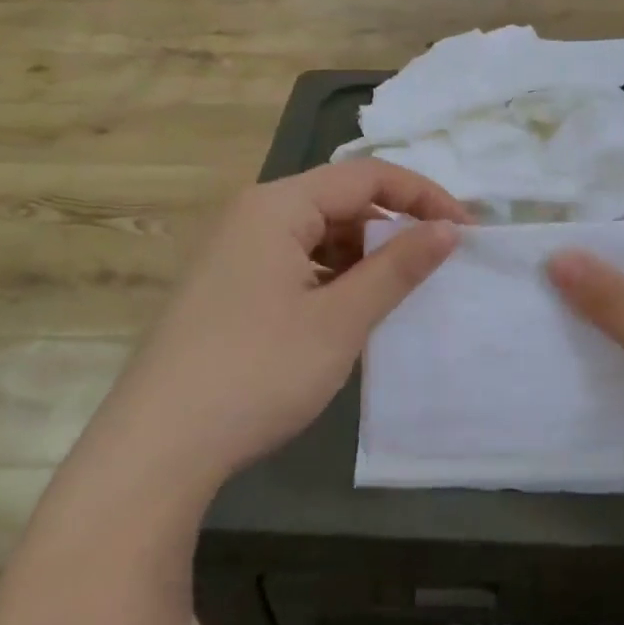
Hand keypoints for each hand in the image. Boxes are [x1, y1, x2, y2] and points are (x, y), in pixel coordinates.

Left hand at [92, 160, 468, 502]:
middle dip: (392, 227)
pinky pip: (293, 263)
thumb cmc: (258, 372)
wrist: (157, 448)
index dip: (423, 196)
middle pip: (339, 200)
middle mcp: (251, 215)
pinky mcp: (226, 287)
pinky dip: (331, 278)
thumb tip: (449, 229)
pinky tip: (347, 313)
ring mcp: (233, 252)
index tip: (466, 230)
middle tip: (435, 265)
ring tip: (395, 293)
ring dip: (362, 256)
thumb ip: (398, 267)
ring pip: (316, 235)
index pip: (367, 176)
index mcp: (278, 205)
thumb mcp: (341, 320)